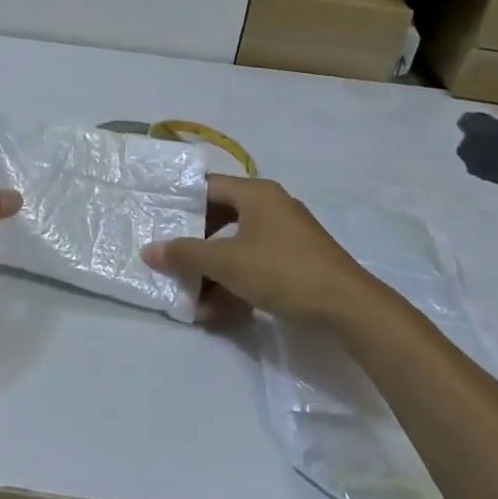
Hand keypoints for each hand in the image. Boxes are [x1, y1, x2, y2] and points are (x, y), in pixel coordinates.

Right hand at [142, 175, 392, 328]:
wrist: (349, 307)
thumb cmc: (282, 271)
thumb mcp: (226, 263)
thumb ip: (185, 255)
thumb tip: (149, 250)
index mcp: (256, 194)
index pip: (208, 187)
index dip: (181, 203)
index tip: (158, 221)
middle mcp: (272, 206)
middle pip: (221, 218)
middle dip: (195, 246)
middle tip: (171, 262)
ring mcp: (287, 235)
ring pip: (237, 247)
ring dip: (213, 273)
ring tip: (193, 300)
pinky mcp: (297, 261)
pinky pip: (256, 264)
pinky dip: (236, 283)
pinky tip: (220, 312)